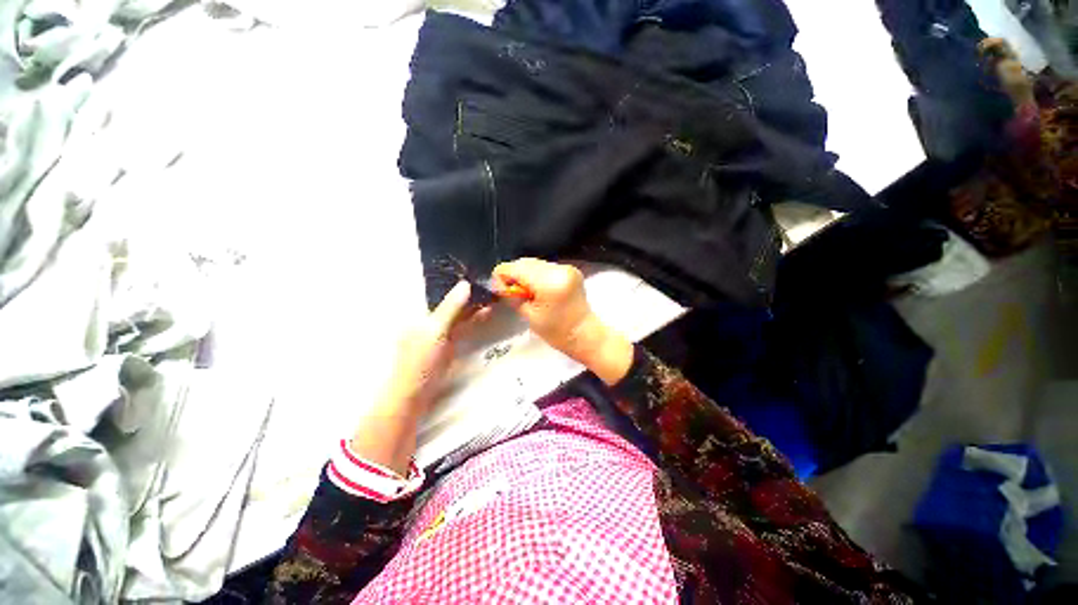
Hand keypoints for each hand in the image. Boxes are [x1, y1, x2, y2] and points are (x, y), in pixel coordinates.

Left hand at [381, 280, 481, 411]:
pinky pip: (463, 326)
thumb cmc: (420, 360)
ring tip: (491, 295)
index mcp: (420, 312)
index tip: (473, 273)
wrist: (415, 394)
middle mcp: (429, 319)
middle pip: (450, 302)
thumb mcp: (435, 330)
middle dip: (468, 294)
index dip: (454, 282)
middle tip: (488, 284)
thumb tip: (465, 284)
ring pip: (459, 313)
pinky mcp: (449, 343)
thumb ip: (450, 307)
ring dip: (474, 305)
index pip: (438, 291)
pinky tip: (485, 312)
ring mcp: (440, 332)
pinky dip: (474, 319)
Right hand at [492, 258, 632, 384]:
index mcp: (549, 282)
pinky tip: (539, 290)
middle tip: (512, 292)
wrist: (585, 334)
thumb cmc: (557, 332)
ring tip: (527, 293)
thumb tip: (498, 284)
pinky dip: (537, 276)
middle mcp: (559, 268)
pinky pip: (546, 267)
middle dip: (514, 275)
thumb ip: (513, 296)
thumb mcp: (529, 316)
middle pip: (525, 262)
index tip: (499, 289)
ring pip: (535, 263)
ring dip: (525, 275)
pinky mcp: (571, 270)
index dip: (502, 276)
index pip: (516, 267)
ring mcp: (567, 267)